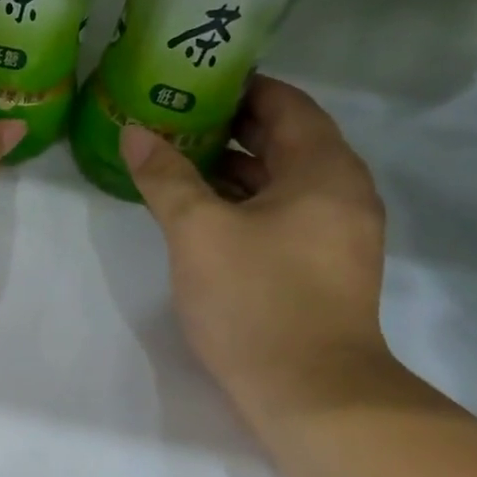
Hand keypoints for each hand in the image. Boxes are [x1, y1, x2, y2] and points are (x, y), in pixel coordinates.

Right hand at [121, 75, 399, 421]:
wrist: (311, 392)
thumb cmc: (256, 299)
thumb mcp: (198, 231)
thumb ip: (166, 177)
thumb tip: (134, 132)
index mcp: (324, 170)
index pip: (286, 104)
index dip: (240, 88)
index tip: (192, 83)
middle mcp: (342, 192)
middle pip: (287, 140)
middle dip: (231, 126)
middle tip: (174, 118)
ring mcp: (337, 233)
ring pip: (284, 181)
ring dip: (235, 167)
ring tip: (178, 160)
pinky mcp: (324, 267)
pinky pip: (285, 214)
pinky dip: (247, 202)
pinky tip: (204, 211)